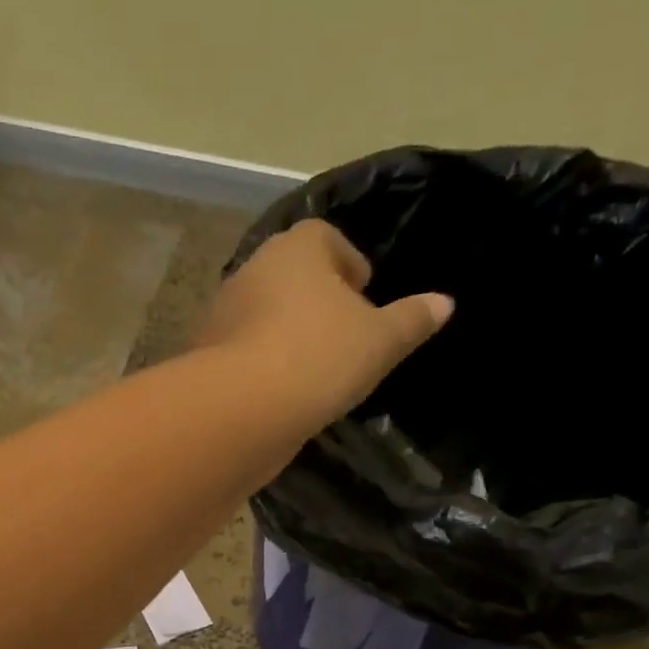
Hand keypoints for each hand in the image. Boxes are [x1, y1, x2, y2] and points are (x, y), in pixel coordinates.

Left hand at [197, 220, 453, 424]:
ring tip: (313, 369)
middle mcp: (252, 270)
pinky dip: (261, 365)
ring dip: (285, 333)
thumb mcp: (380, 341)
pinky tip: (280, 393)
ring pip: (263, 315)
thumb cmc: (319, 358)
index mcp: (297, 248)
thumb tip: (444, 303)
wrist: (241, 411)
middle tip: (341, 333)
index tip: (363, 292)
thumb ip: (411, 320)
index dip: (348, 262)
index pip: (325, 237)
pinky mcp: (205, 357)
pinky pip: (242, 353)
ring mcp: (222, 314)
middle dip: (315, 299)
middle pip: (290, 275)